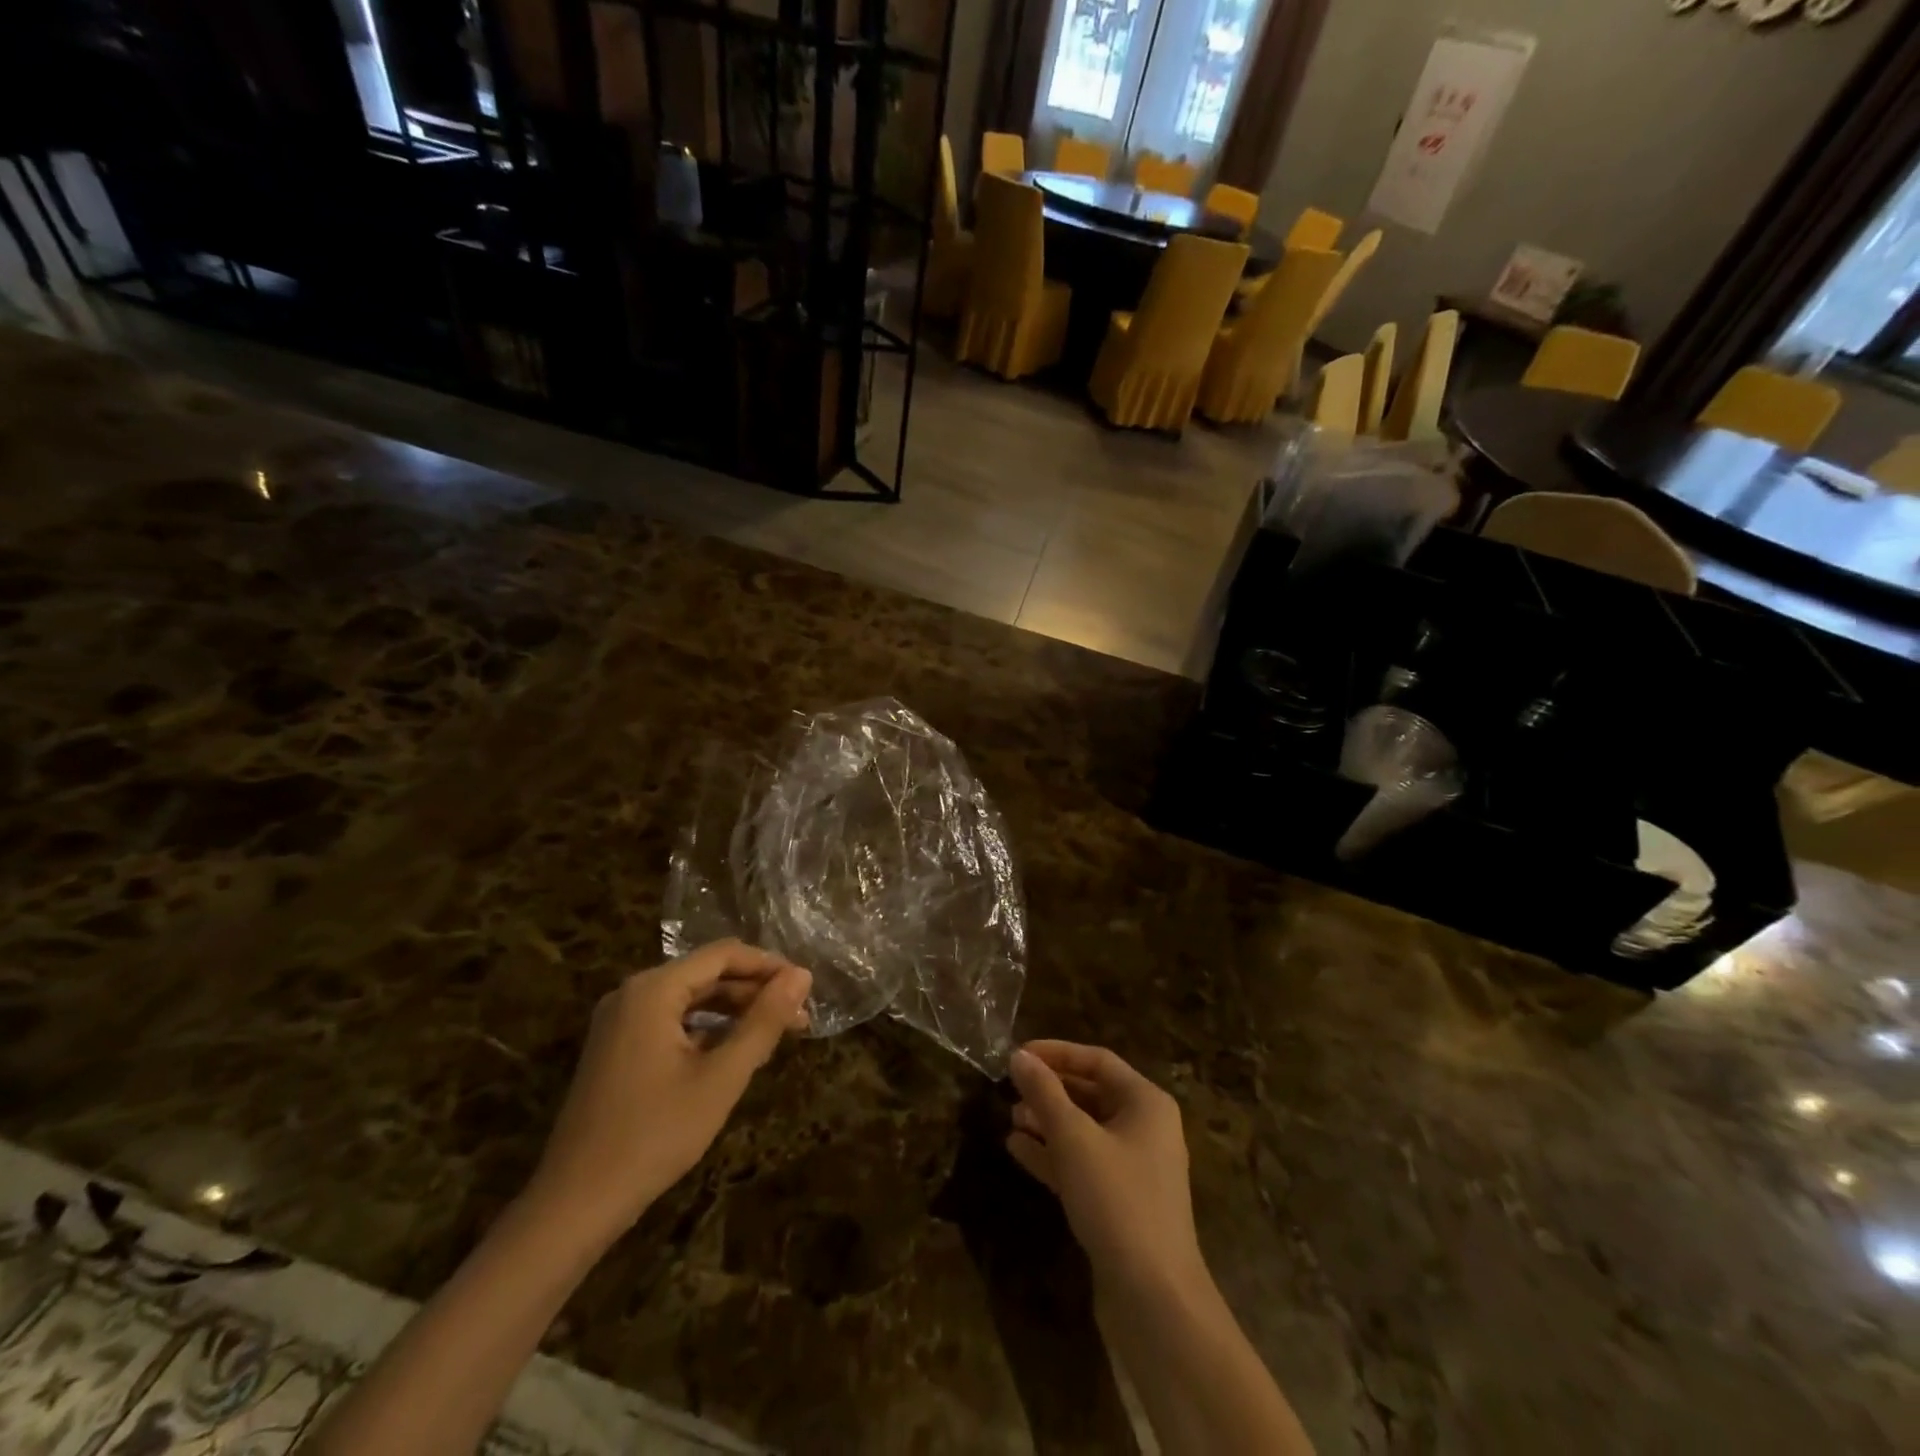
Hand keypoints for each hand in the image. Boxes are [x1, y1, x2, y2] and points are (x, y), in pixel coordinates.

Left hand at [525, 940, 810, 1241]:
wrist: (575, 1204)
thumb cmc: (655, 1134)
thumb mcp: (721, 1077)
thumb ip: (764, 1021)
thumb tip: (802, 976)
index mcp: (654, 989)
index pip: (724, 954)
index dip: (769, 966)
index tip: (806, 989)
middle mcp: (633, 993)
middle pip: (707, 974)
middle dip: (755, 991)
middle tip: (799, 1018)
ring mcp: (620, 1021)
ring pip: (691, 998)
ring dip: (735, 1011)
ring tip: (776, 1034)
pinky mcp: (617, 1048)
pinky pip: (672, 1021)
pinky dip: (707, 1030)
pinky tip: (735, 1052)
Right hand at [1006, 1041, 1206, 1294]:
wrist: (1154, 1298)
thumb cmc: (1117, 1200)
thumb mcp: (1074, 1138)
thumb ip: (1044, 1093)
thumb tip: (1018, 1056)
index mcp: (1146, 1102)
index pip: (1097, 1060)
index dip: (1056, 1053)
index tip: (1018, 1054)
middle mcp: (1145, 1128)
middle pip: (1091, 1094)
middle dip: (1049, 1090)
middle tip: (1009, 1088)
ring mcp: (1134, 1168)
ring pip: (1084, 1131)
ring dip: (1047, 1122)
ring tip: (1009, 1118)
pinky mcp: (1119, 1202)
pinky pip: (1082, 1163)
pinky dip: (1052, 1154)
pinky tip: (1017, 1150)